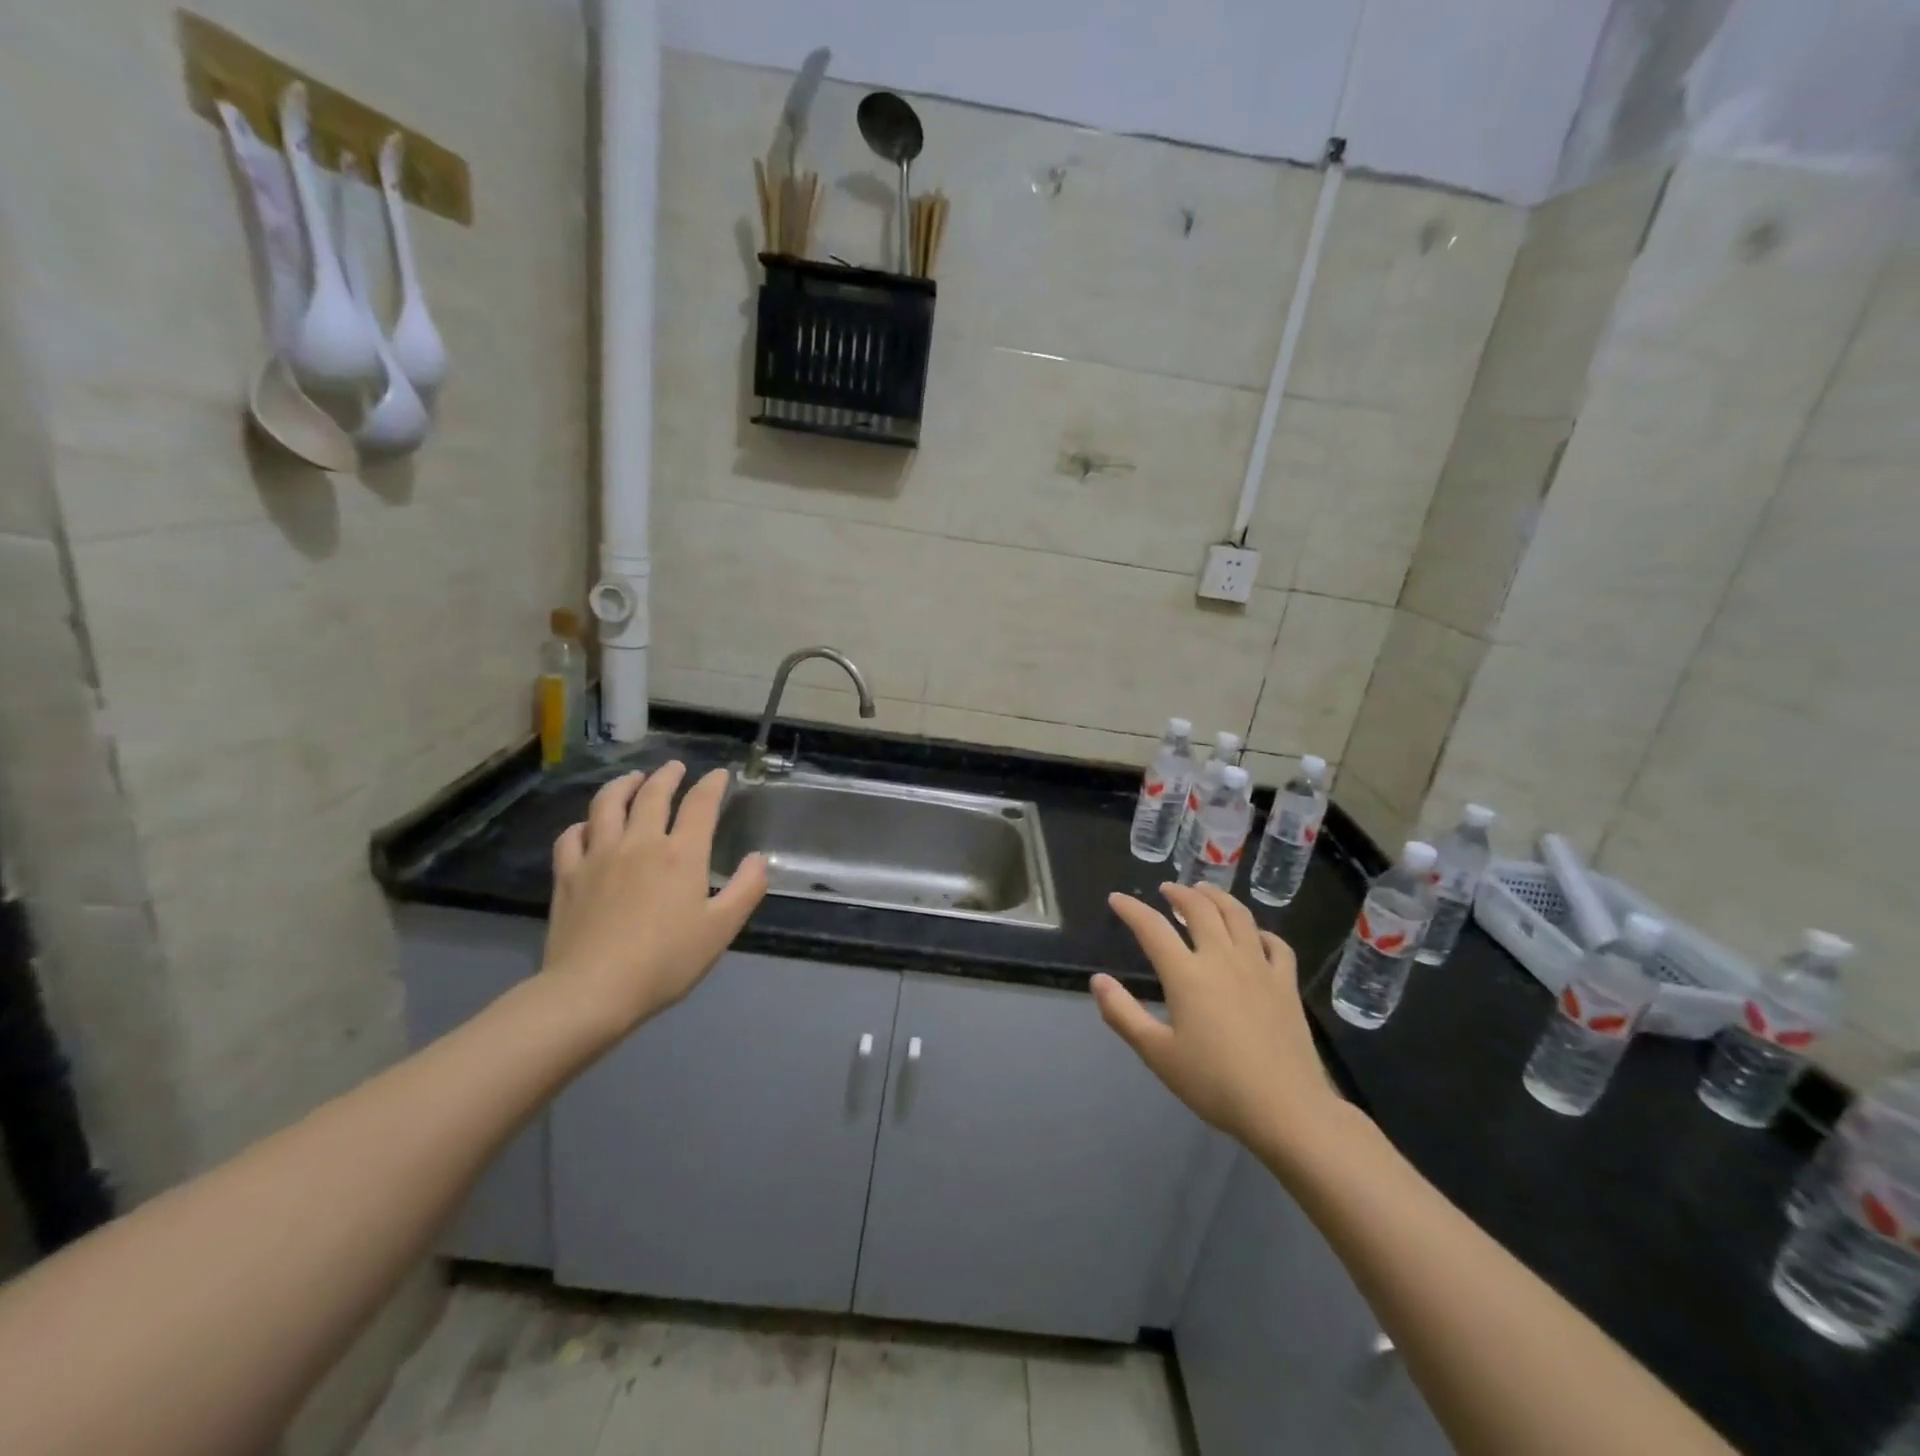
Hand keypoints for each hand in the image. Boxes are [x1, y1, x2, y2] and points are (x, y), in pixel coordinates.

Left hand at [543, 764, 767, 1039]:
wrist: (593, 990)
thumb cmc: (666, 961)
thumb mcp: (721, 929)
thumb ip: (746, 889)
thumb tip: (759, 859)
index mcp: (682, 854)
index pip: (700, 805)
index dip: (712, 785)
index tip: (719, 774)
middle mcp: (640, 843)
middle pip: (653, 795)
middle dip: (667, 776)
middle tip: (675, 767)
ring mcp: (599, 855)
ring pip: (608, 804)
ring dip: (623, 785)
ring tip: (632, 779)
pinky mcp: (568, 875)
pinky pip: (571, 836)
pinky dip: (583, 824)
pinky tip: (587, 827)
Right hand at [1093, 883, 1340, 1154]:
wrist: (1286, 1109)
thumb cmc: (1215, 1084)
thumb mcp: (1157, 1054)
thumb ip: (1123, 1014)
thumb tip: (1098, 980)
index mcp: (1187, 974)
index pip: (1152, 928)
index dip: (1131, 909)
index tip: (1117, 899)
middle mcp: (1222, 959)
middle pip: (1199, 909)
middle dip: (1179, 893)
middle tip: (1166, 889)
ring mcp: (1259, 967)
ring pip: (1238, 916)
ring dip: (1217, 897)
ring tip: (1205, 891)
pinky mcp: (1287, 984)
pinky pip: (1275, 944)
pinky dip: (1260, 930)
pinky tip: (1254, 934)